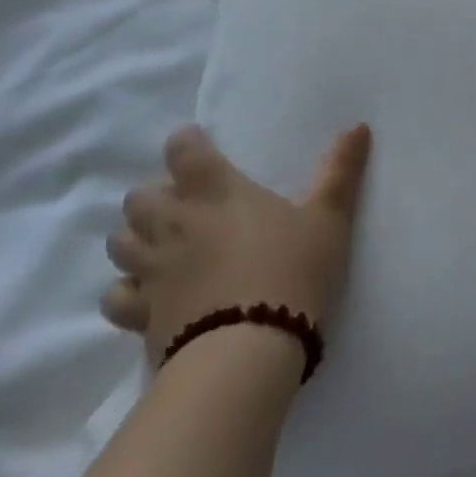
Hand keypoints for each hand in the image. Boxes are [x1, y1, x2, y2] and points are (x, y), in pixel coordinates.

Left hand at [101, 124, 371, 366]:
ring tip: (164, 244)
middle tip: (187, 204)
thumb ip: (340, 171)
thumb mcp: (330, 218)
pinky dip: (127, 290)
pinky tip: (149, 294)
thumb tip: (359, 126)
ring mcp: (152, 271)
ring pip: (120, 242)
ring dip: (137, 237)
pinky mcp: (141, 315)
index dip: (187, 143)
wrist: (249, 350)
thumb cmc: (294, 270)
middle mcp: (174, 224)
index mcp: (216, 193)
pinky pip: (116, 296)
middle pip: (140, 197)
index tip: (199, 146)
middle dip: (156, 195)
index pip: (183, 150)